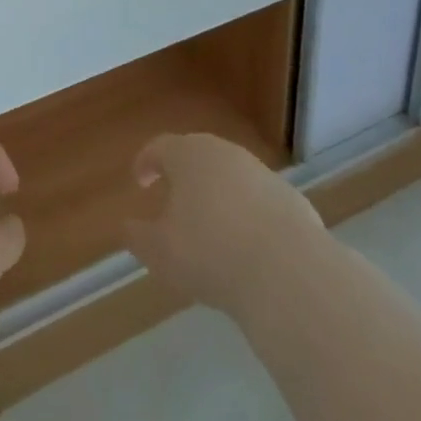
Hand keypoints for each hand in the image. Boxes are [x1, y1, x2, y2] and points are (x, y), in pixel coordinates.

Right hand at [123, 133, 322, 315]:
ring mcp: (261, 173)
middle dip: (184, 174)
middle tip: (174, 197)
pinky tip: (248, 245)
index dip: (146, 162)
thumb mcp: (160, 253)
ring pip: (230, 176)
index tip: (140, 180)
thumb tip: (128, 227)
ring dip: (218, 193)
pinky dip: (248, 214)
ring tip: (212, 225)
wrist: (288, 273)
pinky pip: (259, 200)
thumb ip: (139, 237)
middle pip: (197, 155)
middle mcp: (223, 153)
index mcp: (187, 155)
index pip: (159, 147)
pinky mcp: (291, 199)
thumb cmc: (210, 253)